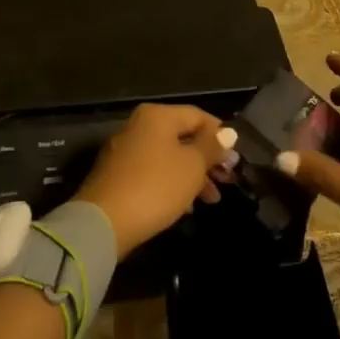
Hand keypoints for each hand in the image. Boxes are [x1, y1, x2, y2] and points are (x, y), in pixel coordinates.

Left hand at [73, 103, 235, 258]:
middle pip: (183, 137)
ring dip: (193, 176)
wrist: (104, 222)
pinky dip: (172, 186)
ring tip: (212, 200)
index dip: (220, 135)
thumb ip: (211, 146)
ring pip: (169, 158)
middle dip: (208, 160)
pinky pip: (153, 174)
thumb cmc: (156, 186)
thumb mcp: (192, 166)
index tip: (236, 159)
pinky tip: (186, 208)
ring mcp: (125, 151)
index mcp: (157, 116)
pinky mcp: (118, 176)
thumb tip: (227, 132)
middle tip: (228, 180)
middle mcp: (139, 126)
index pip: (198, 116)